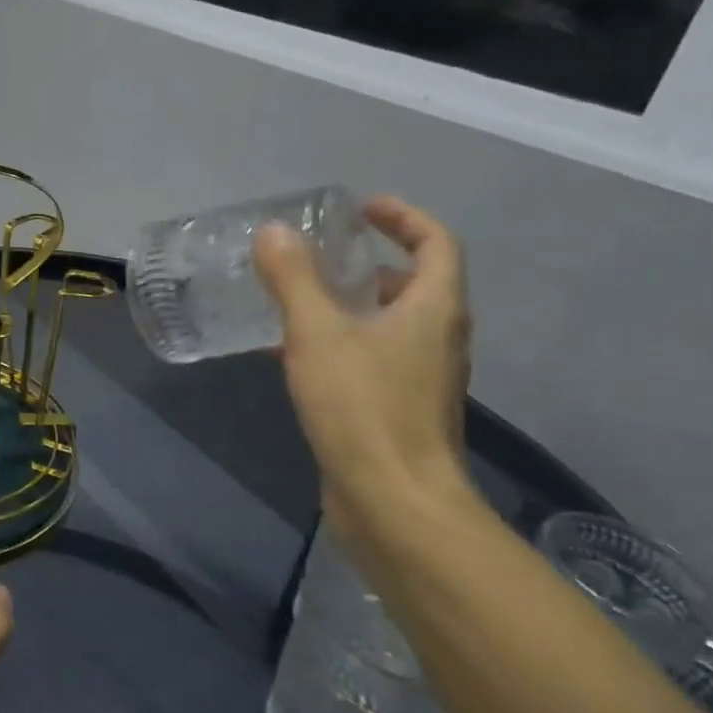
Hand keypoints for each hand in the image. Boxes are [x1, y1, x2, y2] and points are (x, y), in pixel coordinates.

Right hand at [252, 195, 473, 539]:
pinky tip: (298, 359)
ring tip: (300, 304)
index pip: (436, 243)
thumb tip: (274, 231)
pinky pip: (375, 361)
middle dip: (371, 265)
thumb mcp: (318, 334)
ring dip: (353, 307)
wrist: (393, 502)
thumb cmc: (363, 407)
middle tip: (323, 258)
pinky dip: (344, 346)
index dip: (403, 217)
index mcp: (434, 309)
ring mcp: (422, 380)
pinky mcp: (400, 412)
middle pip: (416, 285)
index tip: (360, 210)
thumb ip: (294, 280)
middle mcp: (438, 339)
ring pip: (391, 326)